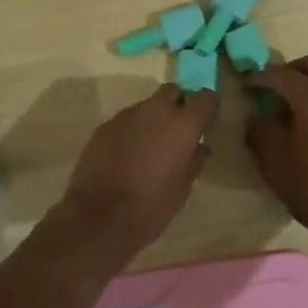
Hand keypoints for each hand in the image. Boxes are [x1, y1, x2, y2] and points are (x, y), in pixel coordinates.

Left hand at [49, 83, 218, 261]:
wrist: (99, 216)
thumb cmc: (151, 206)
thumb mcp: (183, 189)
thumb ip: (194, 161)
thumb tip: (200, 147)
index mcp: (182, 125)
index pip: (206, 98)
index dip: (207, 109)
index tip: (204, 124)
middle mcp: (156, 111)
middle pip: (173, 91)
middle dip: (178, 104)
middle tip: (176, 132)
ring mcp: (127, 115)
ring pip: (147, 105)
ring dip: (152, 119)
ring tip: (148, 147)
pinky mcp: (105, 125)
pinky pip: (126, 120)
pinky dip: (131, 130)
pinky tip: (126, 155)